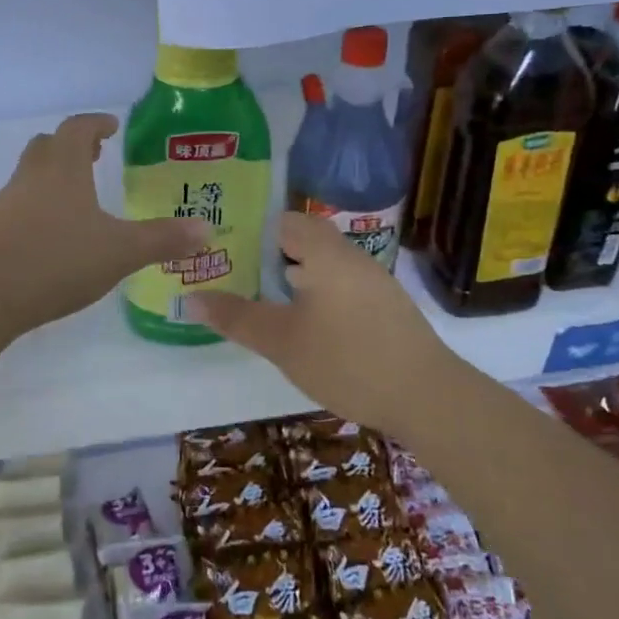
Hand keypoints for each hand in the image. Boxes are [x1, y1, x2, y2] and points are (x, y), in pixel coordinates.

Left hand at [0, 113, 209, 334]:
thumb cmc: (56, 260)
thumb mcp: (119, 252)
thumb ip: (163, 239)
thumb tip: (206, 229)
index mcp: (62, 168)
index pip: (78, 128)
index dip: (97, 123)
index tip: (112, 126)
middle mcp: (31, 177)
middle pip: (48, 146)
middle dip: (72, 146)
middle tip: (96, 157)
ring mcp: (5, 204)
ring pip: (31, 176)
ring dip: (54, 177)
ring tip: (79, 199)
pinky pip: (19, 206)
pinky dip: (39, 207)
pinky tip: (54, 237)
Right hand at [191, 213, 456, 441]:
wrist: (427, 397)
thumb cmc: (346, 360)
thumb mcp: (282, 342)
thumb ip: (237, 317)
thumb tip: (190, 297)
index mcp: (325, 253)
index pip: (283, 221)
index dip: (251, 228)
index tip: (223, 244)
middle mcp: (352, 257)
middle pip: (306, 240)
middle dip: (271, 252)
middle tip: (236, 270)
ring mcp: (374, 282)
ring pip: (325, 264)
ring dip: (295, 273)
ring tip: (263, 294)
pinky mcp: (387, 307)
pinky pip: (343, 284)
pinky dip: (318, 292)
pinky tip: (306, 322)